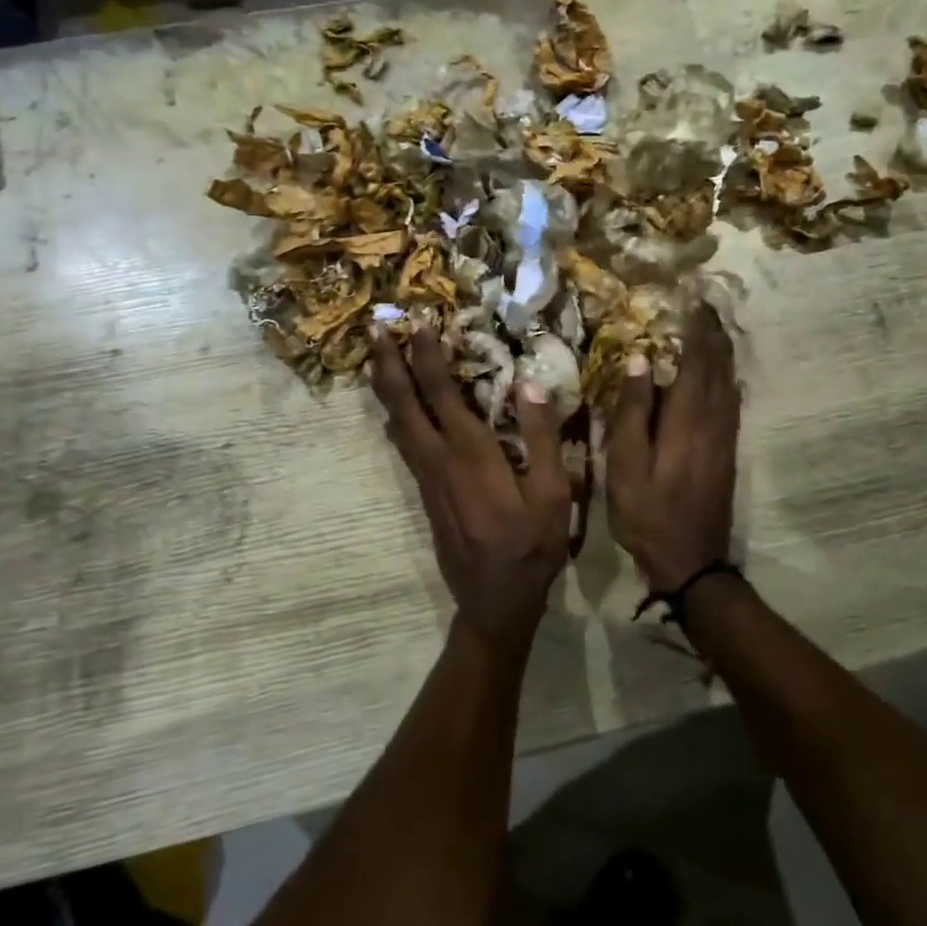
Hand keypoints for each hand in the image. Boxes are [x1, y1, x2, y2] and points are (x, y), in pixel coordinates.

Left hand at [370, 326, 570, 652]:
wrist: (494, 602)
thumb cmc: (531, 548)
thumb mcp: (553, 495)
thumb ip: (542, 438)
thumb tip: (529, 383)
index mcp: (472, 455)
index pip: (442, 393)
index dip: (426, 356)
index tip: (416, 323)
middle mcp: (439, 460)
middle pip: (404, 404)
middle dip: (388, 363)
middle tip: (373, 329)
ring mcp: (427, 478)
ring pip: (397, 423)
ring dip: (386, 387)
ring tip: (377, 358)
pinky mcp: (424, 493)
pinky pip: (403, 444)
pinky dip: (395, 415)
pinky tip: (394, 410)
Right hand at [606, 304, 739, 593]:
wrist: (691, 560)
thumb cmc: (647, 513)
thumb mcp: (625, 465)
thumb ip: (633, 411)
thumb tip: (642, 360)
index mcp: (688, 420)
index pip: (698, 360)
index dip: (697, 327)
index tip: (691, 298)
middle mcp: (714, 422)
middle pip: (721, 366)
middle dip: (714, 332)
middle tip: (704, 304)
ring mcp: (725, 438)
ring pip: (730, 382)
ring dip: (722, 352)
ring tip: (711, 328)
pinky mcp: (727, 452)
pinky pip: (732, 401)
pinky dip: (726, 377)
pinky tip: (720, 374)